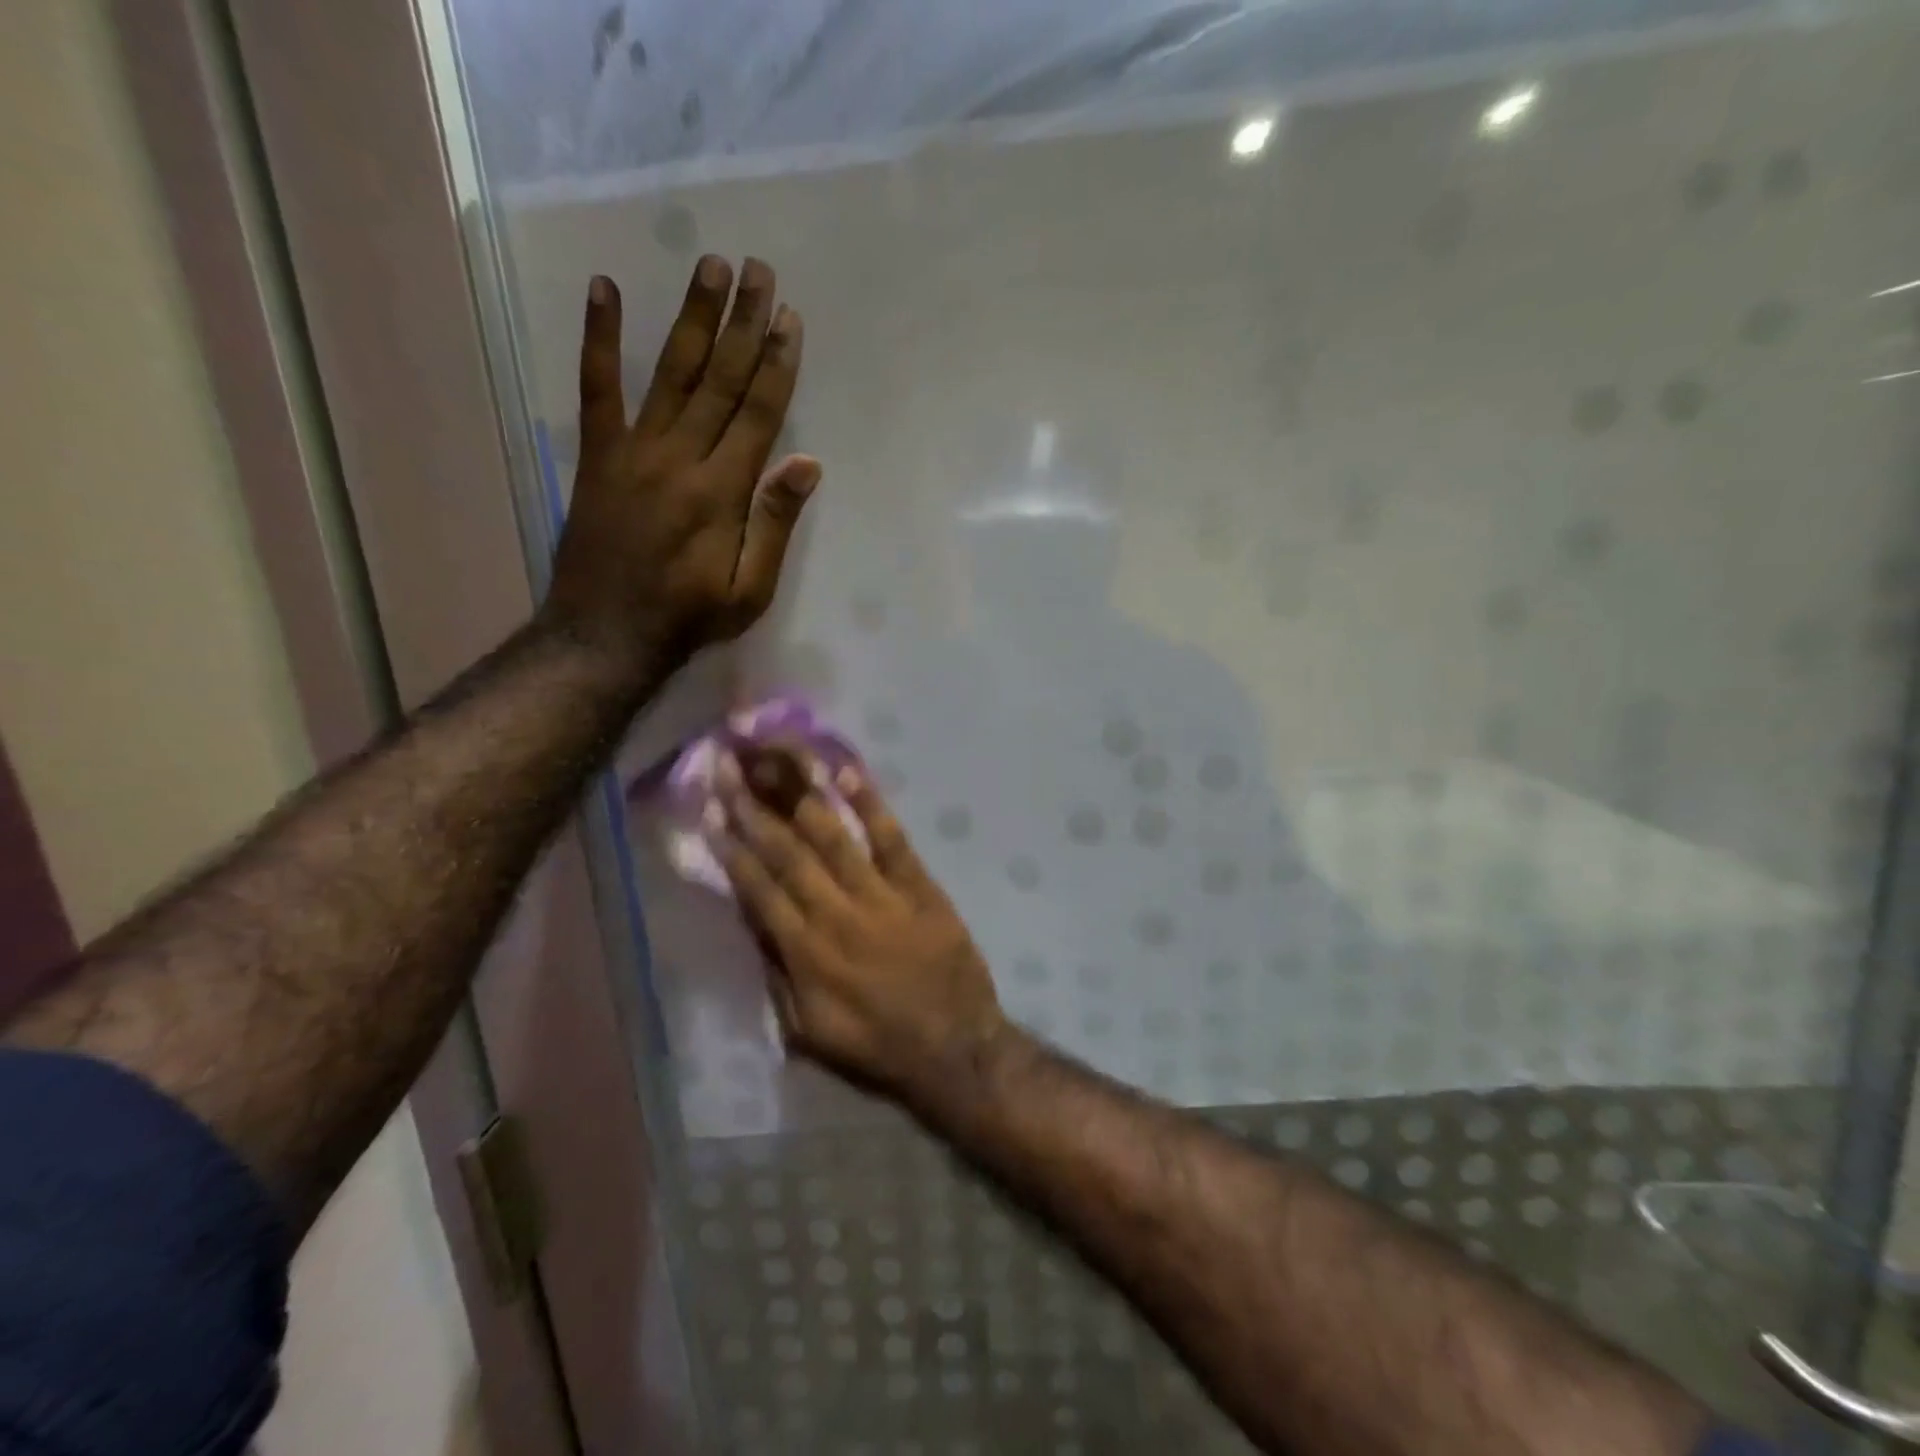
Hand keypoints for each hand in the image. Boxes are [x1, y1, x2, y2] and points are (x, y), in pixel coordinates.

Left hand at [543, 256, 817, 669]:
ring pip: (670, 373)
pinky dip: (600, 339)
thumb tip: (806, 463)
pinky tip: (605, 291)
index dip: (776, 365)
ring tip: (710, 265)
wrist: (606, 634)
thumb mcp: (750, 590)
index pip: (757, 414)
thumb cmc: (688, 617)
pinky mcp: (598, 456)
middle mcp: (680, 458)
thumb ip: (774, 525)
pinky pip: (597, 388)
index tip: (789, 320)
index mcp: (721, 492)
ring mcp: (634, 451)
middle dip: (743, 324)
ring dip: (692, 317)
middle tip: (759, 270)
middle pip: (719, 380)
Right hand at [717, 747, 1010, 1107]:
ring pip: (833, 836)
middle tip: (730, 766)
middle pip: (788, 852)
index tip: (711, 810)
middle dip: (755, 807)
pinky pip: (891, 838)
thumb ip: (778, 977)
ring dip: (801, 793)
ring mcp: (881, 895)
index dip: (732, 848)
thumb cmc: (878, 1043)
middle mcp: (837, 914)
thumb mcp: (810, 1031)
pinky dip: (870, 804)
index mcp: (806, 953)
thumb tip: (754, 925)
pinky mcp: (920, 886)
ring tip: (775, 756)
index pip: (759, 889)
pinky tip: (847, 772)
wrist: (956, 1046)